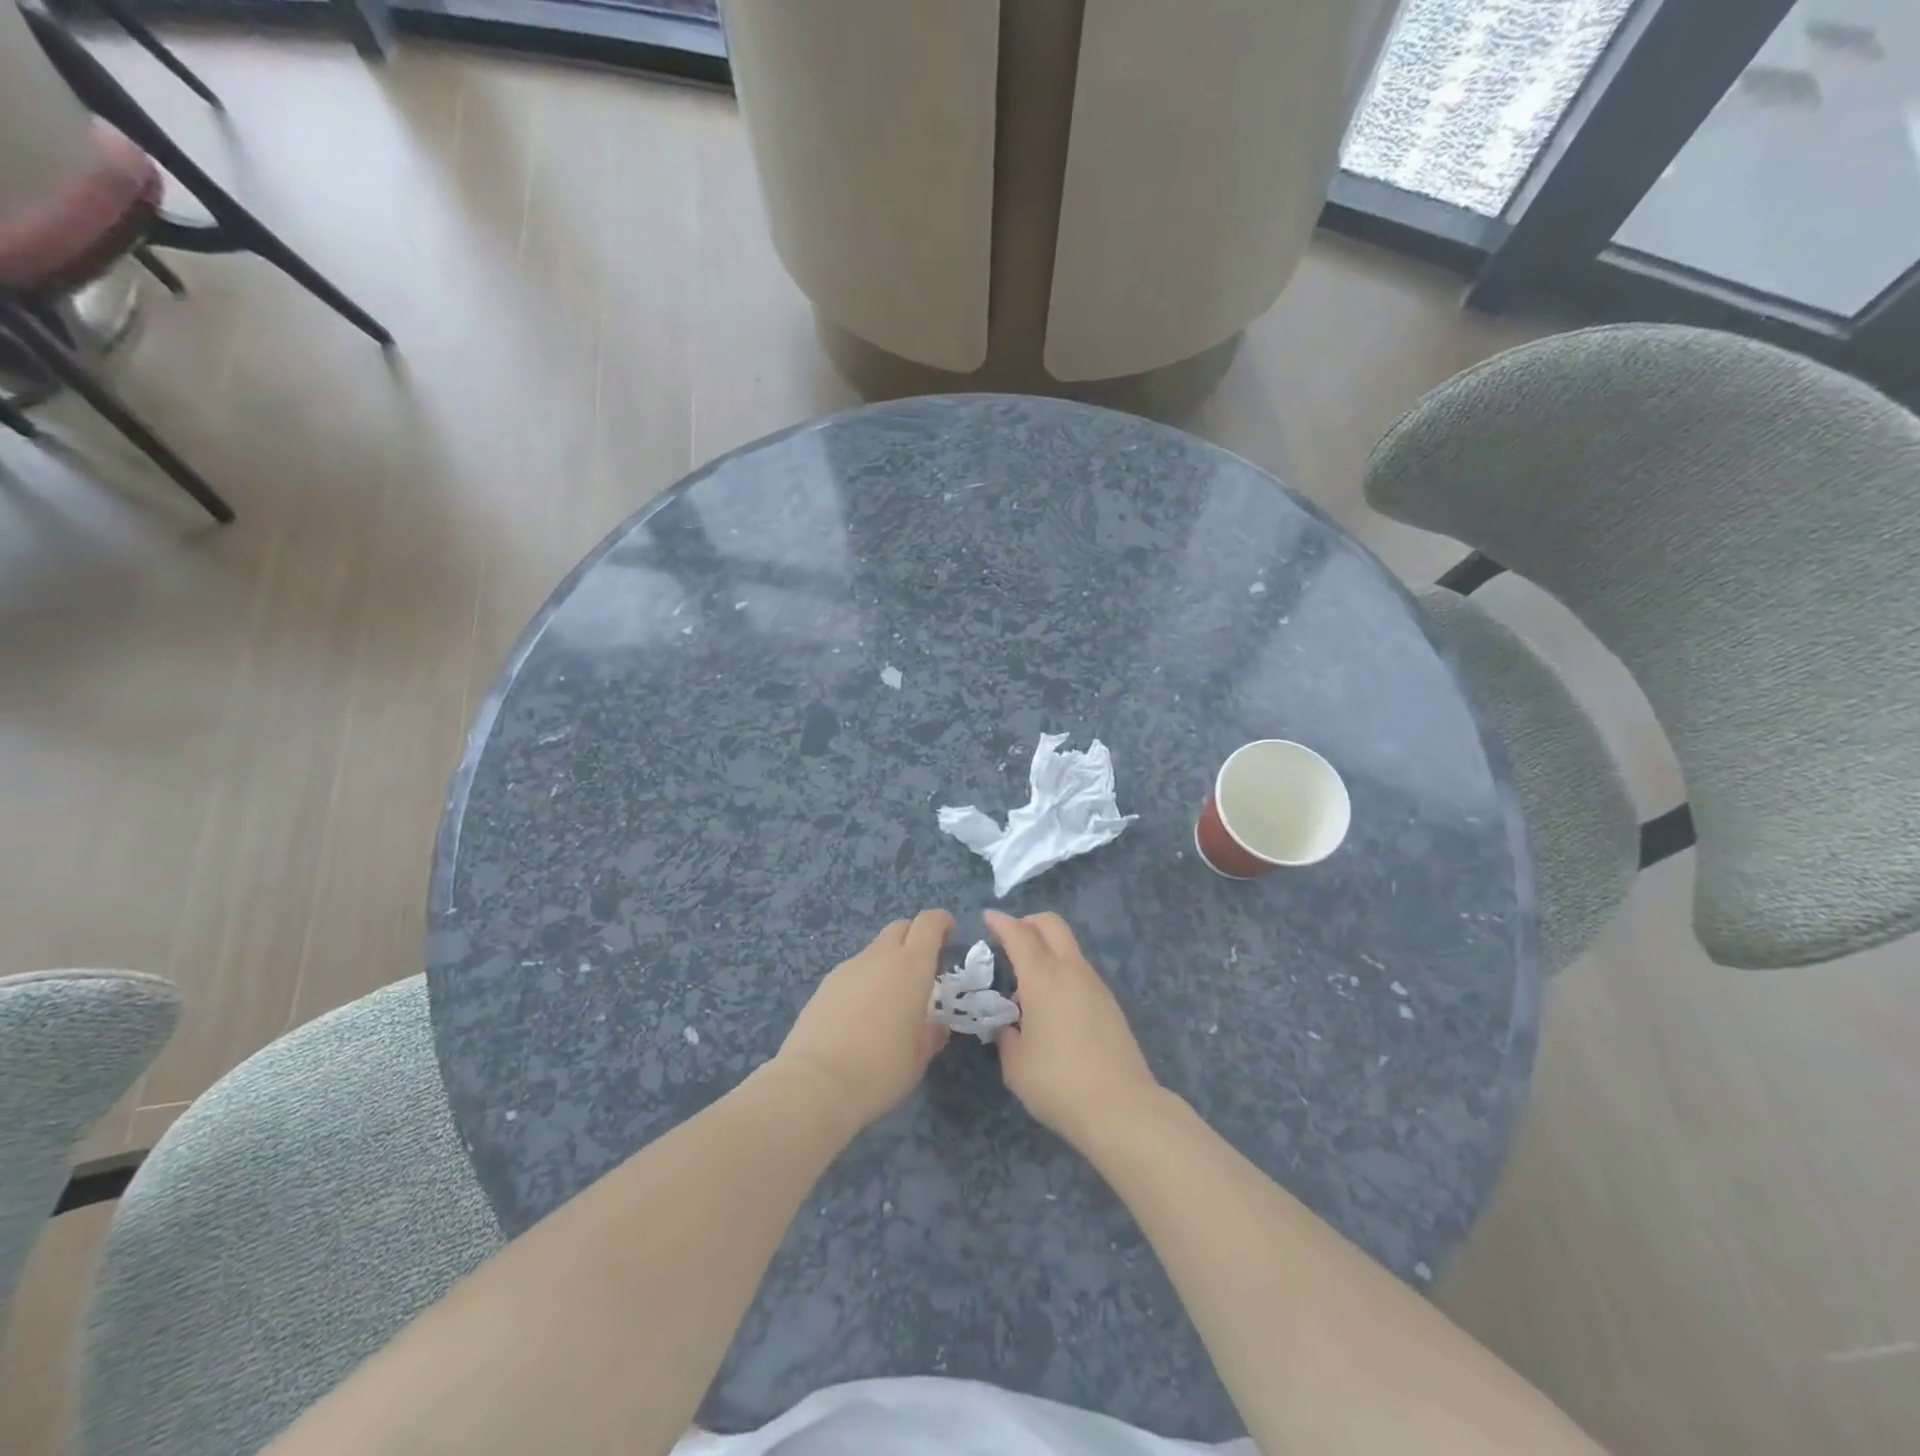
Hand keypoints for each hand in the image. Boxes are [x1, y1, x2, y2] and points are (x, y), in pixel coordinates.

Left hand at [774, 910, 953, 1134]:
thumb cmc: (881, 1069)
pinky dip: (865, 981)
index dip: (941, 922)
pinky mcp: (825, 984)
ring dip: (888, 963)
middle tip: (922, 968)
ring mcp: (849, 968)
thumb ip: (932, 1033)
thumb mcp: (919, 1057)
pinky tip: (861, 1016)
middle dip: (915, 938)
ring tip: (889, 1001)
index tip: (949, 934)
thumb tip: (935, 1025)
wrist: (816, 1084)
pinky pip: (854, 971)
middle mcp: (880, 957)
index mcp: (911, 967)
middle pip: (900, 928)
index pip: (929, 922)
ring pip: (875, 950)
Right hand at [986, 909, 1162, 1145]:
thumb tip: (1007, 1024)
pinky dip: (1061, 971)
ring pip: (1069, 947)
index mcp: (1042, 977)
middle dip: (1028, 922)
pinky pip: (1080, 971)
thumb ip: (1006, 1035)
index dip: (1001, 922)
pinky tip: (1051, 1005)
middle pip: (1052, 925)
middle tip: (1009, 938)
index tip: (987, 918)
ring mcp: (1095, 985)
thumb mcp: (1015, 1064)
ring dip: (1047, 949)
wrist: (1121, 1107)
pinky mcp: (1110, 1004)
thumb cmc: (1058, 1082)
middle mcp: (1071, 970)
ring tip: (1027, 982)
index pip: (1019, 934)